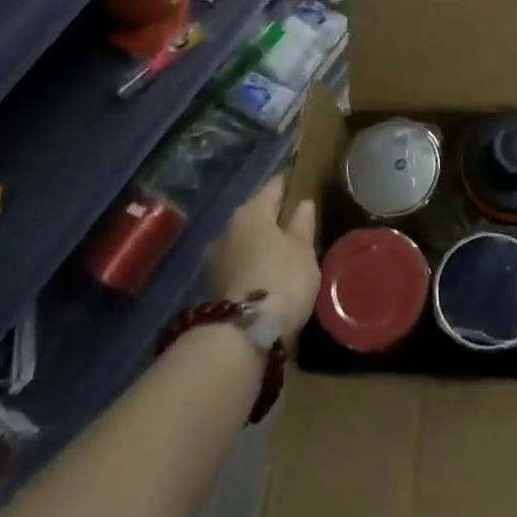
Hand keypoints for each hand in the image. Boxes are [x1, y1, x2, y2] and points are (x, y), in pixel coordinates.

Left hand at [204, 174, 318, 336]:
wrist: (243, 333)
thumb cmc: (282, 279)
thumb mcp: (304, 249)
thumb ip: (303, 223)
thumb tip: (303, 203)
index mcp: (252, 211)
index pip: (275, 186)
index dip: (291, 183)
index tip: (304, 183)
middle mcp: (227, 227)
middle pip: (256, 214)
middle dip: (274, 217)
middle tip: (298, 224)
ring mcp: (215, 257)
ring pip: (244, 239)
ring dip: (260, 243)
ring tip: (282, 253)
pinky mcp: (212, 284)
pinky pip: (238, 262)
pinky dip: (251, 263)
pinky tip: (266, 274)